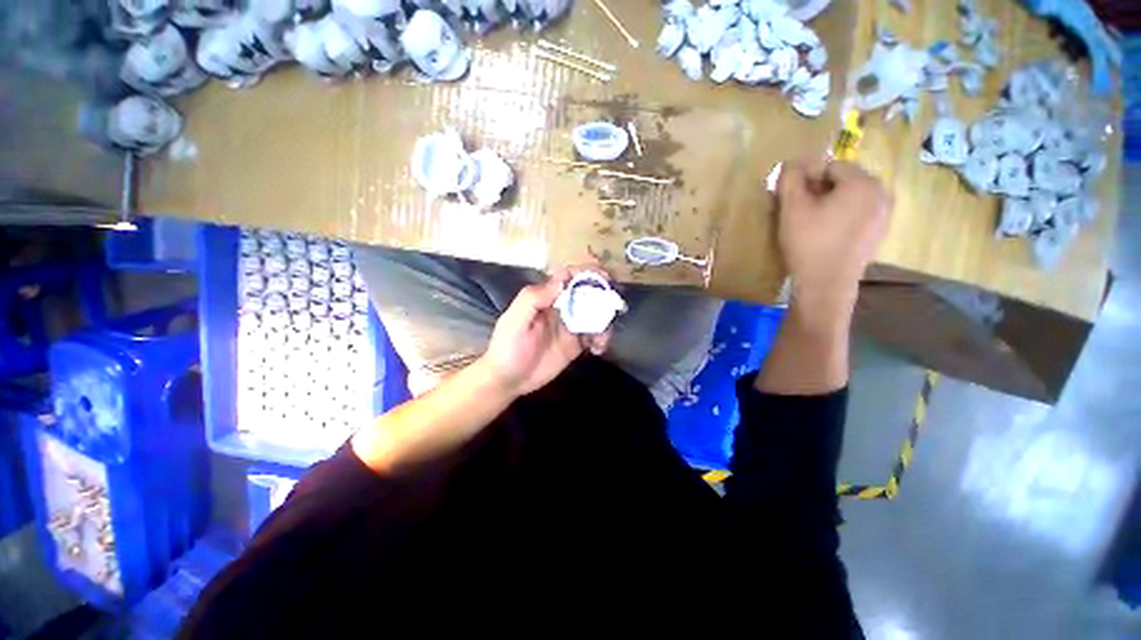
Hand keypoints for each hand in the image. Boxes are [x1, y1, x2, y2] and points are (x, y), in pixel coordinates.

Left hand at [478, 267, 611, 397]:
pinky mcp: (576, 344)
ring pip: (595, 314)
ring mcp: (570, 326)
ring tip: (602, 338)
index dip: (585, 272)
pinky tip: (598, 349)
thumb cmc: (507, 348)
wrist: (508, 380)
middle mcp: (561, 308)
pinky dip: (602, 339)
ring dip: (605, 320)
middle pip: (587, 292)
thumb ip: (534, 298)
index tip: (602, 277)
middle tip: (613, 305)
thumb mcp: (514, 320)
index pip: (568, 277)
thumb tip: (563, 279)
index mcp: (546, 297)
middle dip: (603, 295)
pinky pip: (595, 335)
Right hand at [776, 159, 891, 327]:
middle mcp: (882, 193)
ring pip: (852, 196)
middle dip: (820, 188)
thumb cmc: (808, 243)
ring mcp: (884, 214)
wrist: (826, 284)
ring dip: (830, 201)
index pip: (831, 165)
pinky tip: (826, 231)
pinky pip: (859, 212)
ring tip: (811, 220)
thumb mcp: (792, 208)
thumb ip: (790, 180)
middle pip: (845, 179)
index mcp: (863, 182)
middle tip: (799, 207)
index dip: (807, 176)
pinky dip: (842, 214)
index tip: (790, 195)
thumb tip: (791, 164)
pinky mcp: (879, 232)